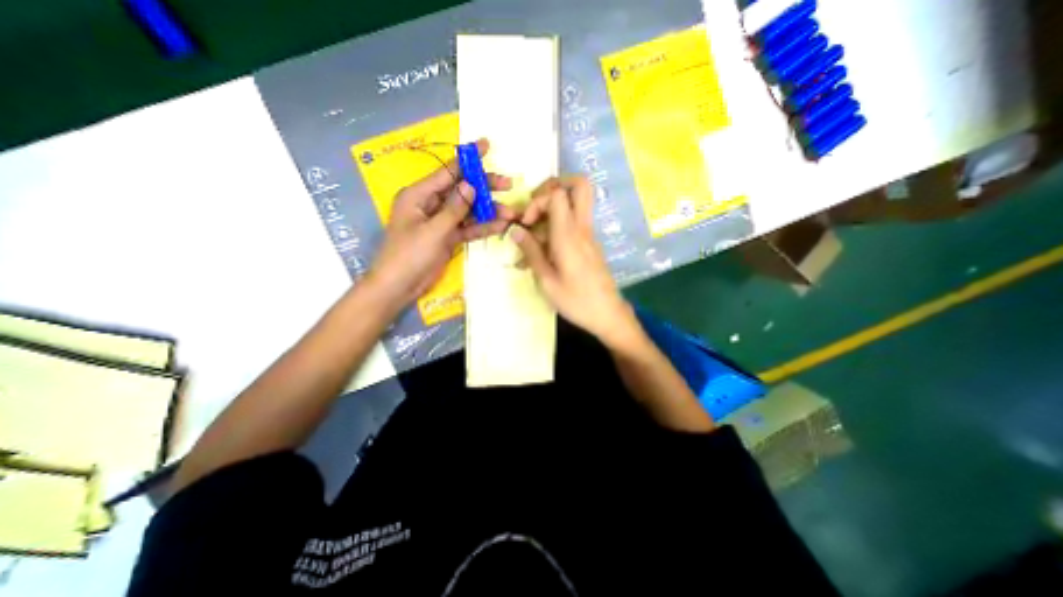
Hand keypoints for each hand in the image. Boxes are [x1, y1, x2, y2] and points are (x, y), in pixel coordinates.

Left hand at [367, 138, 515, 310]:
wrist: (399, 287)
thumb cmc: (409, 255)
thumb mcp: (433, 230)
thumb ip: (454, 208)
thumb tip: (472, 185)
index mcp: (419, 194)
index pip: (447, 171)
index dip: (468, 159)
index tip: (486, 146)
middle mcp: (431, 204)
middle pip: (462, 190)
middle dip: (485, 188)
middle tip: (508, 186)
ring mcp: (441, 221)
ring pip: (469, 210)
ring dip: (488, 212)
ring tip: (511, 214)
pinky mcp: (448, 237)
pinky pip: (468, 228)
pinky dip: (483, 227)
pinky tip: (500, 226)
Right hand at [508, 176, 632, 346]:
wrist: (608, 314)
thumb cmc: (576, 301)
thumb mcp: (546, 280)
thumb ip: (531, 252)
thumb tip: (515, 230)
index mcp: (569, 235)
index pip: (558, 194)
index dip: (538, 200)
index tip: (527, 223)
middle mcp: (582, 228)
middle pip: (579, 185)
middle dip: (554, 186)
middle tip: (536, 207)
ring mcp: (588, 235)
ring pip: (574, 204)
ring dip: (551, 212)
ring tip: (531, 239)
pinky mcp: (589, 244)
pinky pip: (573, 224)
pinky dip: (555, 228)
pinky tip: (541, 253)